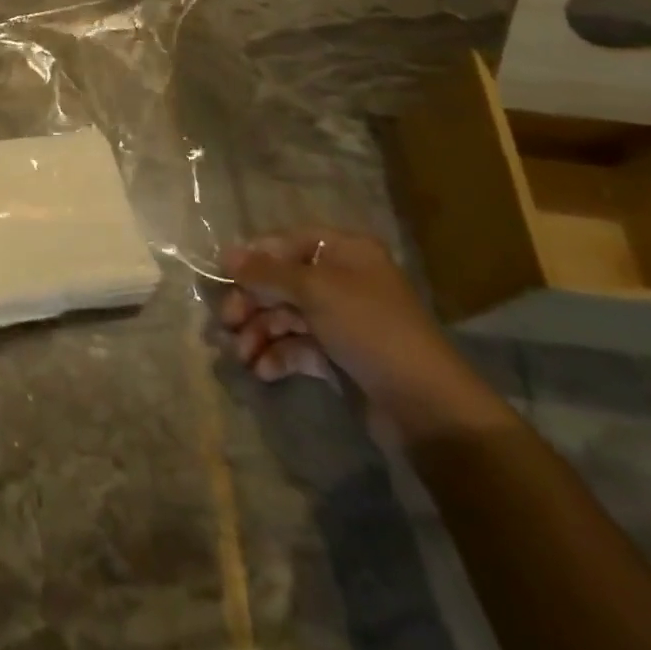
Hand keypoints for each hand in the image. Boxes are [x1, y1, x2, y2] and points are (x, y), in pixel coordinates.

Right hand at [219, 227, 512, 444]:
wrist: (426, 407)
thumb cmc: (370, 329)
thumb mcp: (314, 290)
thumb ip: (266, 272)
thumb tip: (225, 255)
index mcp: (345, 252)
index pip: (287, 243)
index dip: (254, 257)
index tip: (224, 276)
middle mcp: (342, 280)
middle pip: (282, 282)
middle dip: (252, 302)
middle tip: (227, 323)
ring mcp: (341, 319)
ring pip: (286, 315)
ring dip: (259, 332)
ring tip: (241, 355)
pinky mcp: (339, 356)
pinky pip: (298, 346)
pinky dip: (277, 355)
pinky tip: (262, 370)